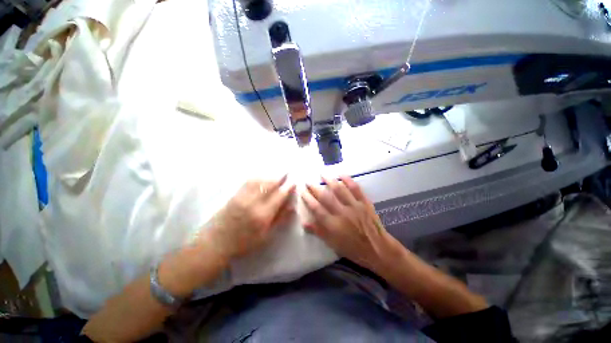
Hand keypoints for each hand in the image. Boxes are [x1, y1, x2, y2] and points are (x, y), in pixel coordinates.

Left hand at [204, 176, 295, 260]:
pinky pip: (248, 182)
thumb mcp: (265, 236)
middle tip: (287, 172)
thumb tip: (292, 208)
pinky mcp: (234, 195)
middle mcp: (253, 203)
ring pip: (259, 181)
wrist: (216, 243)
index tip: (294, 182)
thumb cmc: (244, 243)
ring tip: (276, 173)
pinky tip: (261, 176)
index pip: (279, 196)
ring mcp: (243, 197)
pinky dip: (257, 177)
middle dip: (280, 177)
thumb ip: (279, 220)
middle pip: (269, 185)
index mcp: (263, 215)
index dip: (288, 188)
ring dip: (270, 175)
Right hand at [301, 175, 391, 269]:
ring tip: (322, 173)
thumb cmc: (353, 249)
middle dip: (315, 188)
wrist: (377, 249)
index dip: (308, 199)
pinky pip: (356, 189)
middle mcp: (342, 213)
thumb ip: (318, 232)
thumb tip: (303, 223)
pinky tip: (342, 174)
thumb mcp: (333, 244)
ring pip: (340, 190)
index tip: (302, 191)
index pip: (317, 209)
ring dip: (330, 180)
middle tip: (308, 181)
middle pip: (326, 197)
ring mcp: (354, 206)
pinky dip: (348, 180)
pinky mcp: (364, 202)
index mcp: (333, 225)